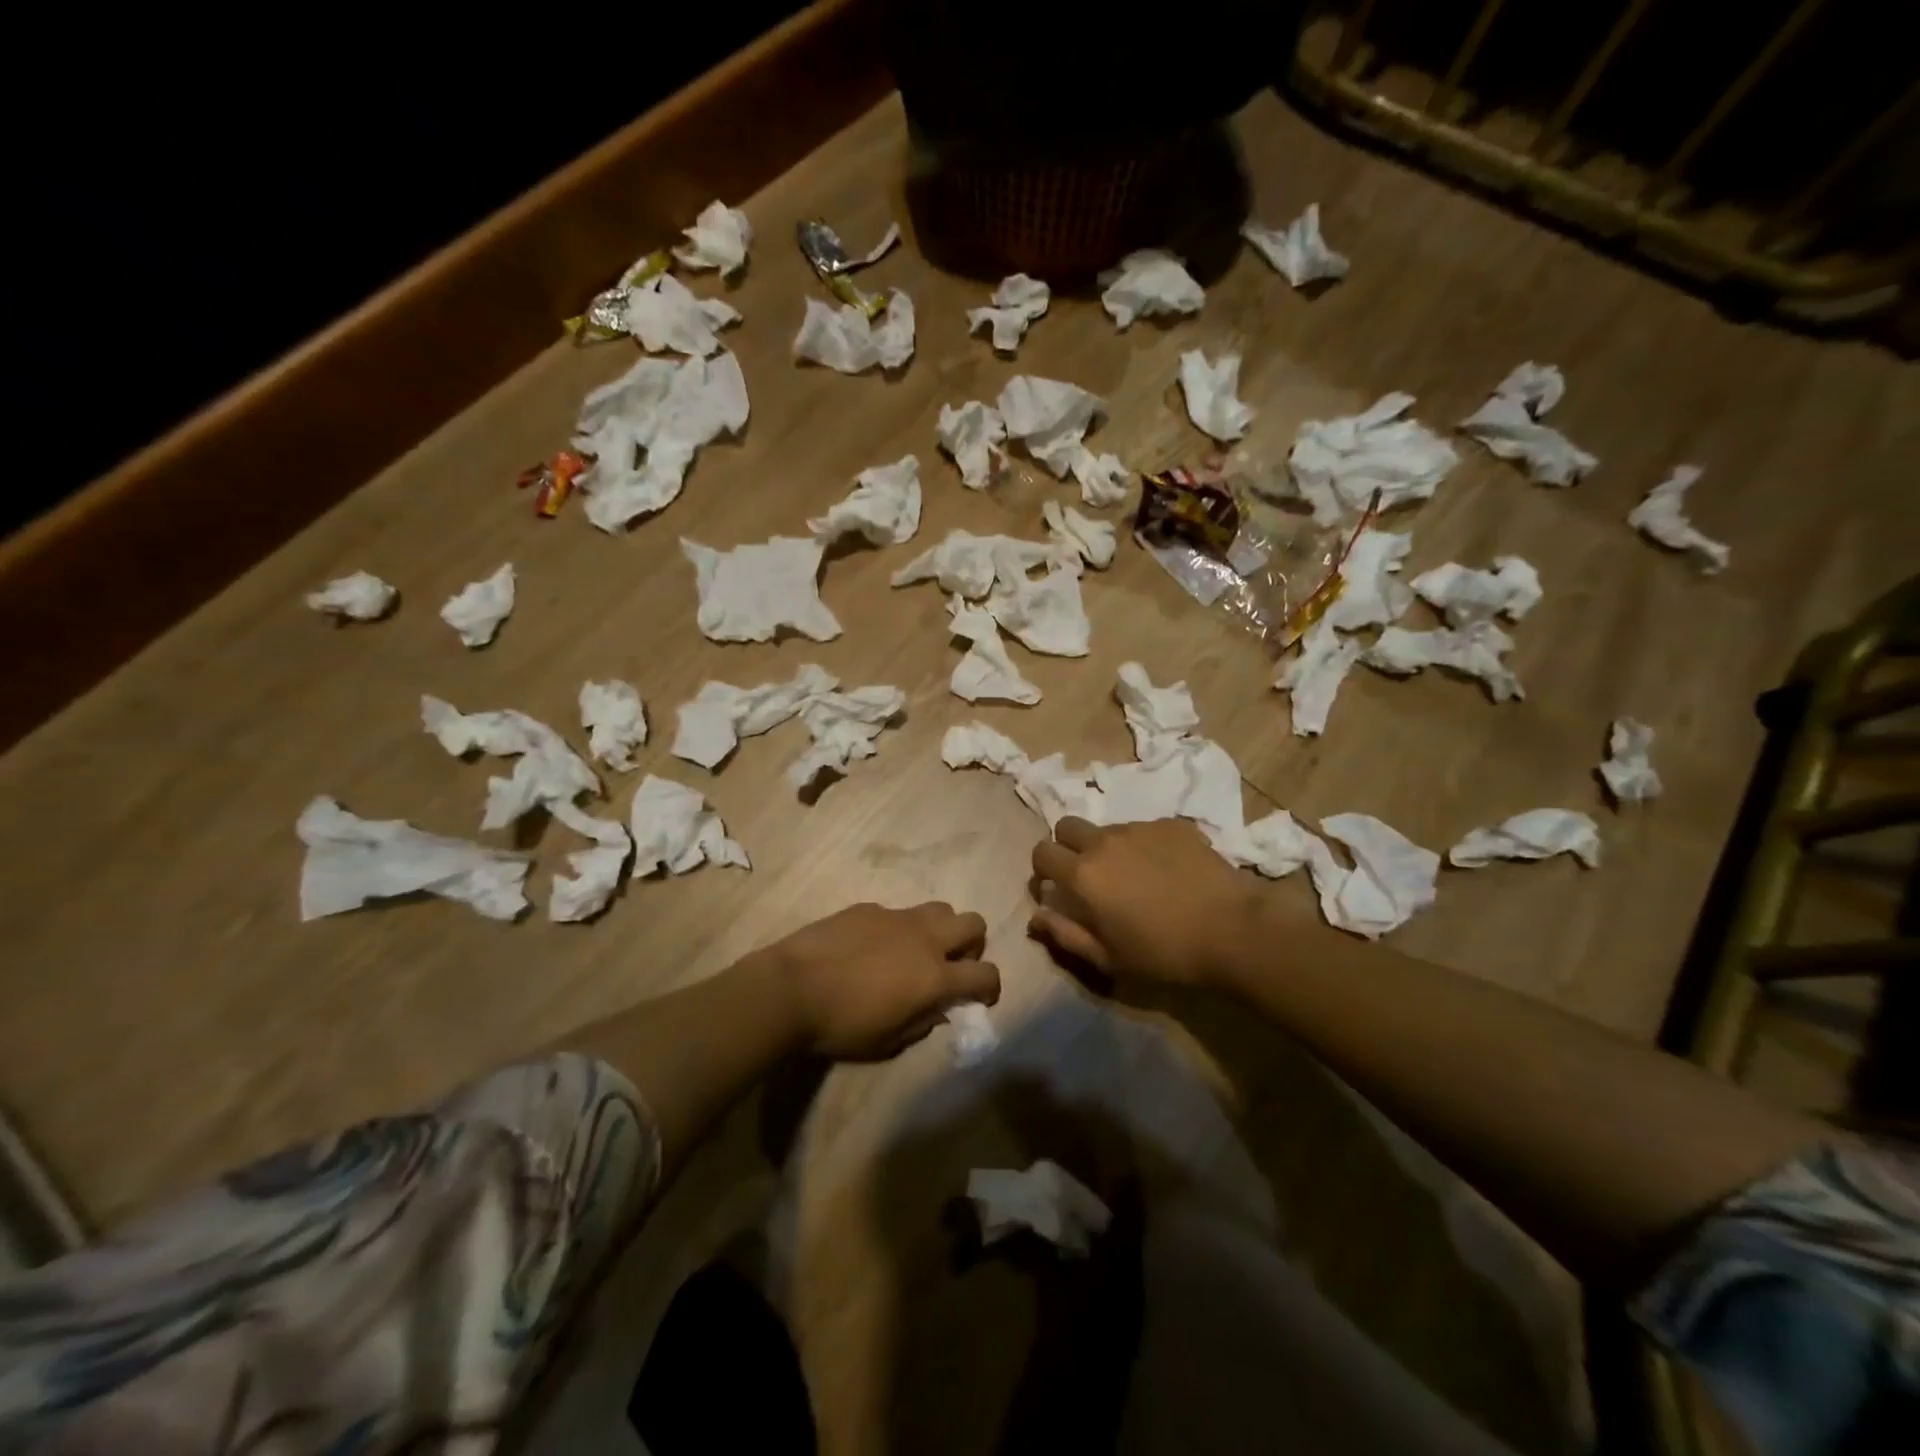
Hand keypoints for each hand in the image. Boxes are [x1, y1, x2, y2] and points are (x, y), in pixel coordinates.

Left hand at [760, 902, 998, 1059]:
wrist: (791, 988)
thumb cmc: (841, 1026)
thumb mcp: (888, 1042)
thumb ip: (922, 1023)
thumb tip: (937, 1009)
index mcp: (935, 976)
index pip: (986, 974)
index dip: (991, 987)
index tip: (981, 998)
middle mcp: (925, 939)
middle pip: (973, 924)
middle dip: (972, 945)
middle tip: (950, 966)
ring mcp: (897, 917)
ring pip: (940, 908)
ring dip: (940, 930)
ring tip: (916, 951)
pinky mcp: (869, 908)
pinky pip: (898, 912)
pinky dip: (898, 929)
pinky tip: (871, 947)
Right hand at [1029, 818, 1258, 988]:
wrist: (1233, 929)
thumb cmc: (1164, 953)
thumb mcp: (1108, 958)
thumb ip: (1065, 934)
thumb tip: (1036, 916)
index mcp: (1082, 874)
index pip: (1041, 853)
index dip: (1043, 870)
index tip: (1057, 889)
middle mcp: (1104, 841)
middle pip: (1066, 826)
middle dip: (1067, 846)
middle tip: (1089, 876)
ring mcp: (1139, 828)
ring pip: (1107, 828)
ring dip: (1108, 848)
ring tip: (1137, 877)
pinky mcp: (1171, 825)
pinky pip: (1144, 829)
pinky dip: (1145, 846)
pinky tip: (1169, 871)